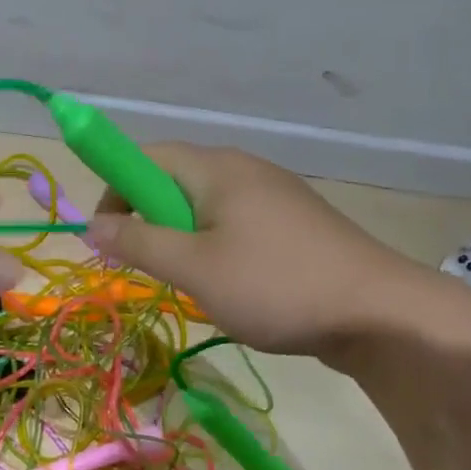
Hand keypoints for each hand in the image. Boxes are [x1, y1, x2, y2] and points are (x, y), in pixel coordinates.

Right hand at [86, 143, 466, 357]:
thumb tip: (93, 225)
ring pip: (206, 207)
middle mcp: (245, 168)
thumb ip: (139, 243)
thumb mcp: (194, 268)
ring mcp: (275, 195)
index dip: (115, 190)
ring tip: (191, 282)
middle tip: (146, 266)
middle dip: (149, 220)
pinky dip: (216, 248)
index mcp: (218, 168)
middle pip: (175, 180)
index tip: (106, 237)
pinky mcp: (295, 223)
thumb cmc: (275, 285)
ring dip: (182, 239)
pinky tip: (232, 286)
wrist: (378, 313)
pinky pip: (236, 224)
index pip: (146, 156)